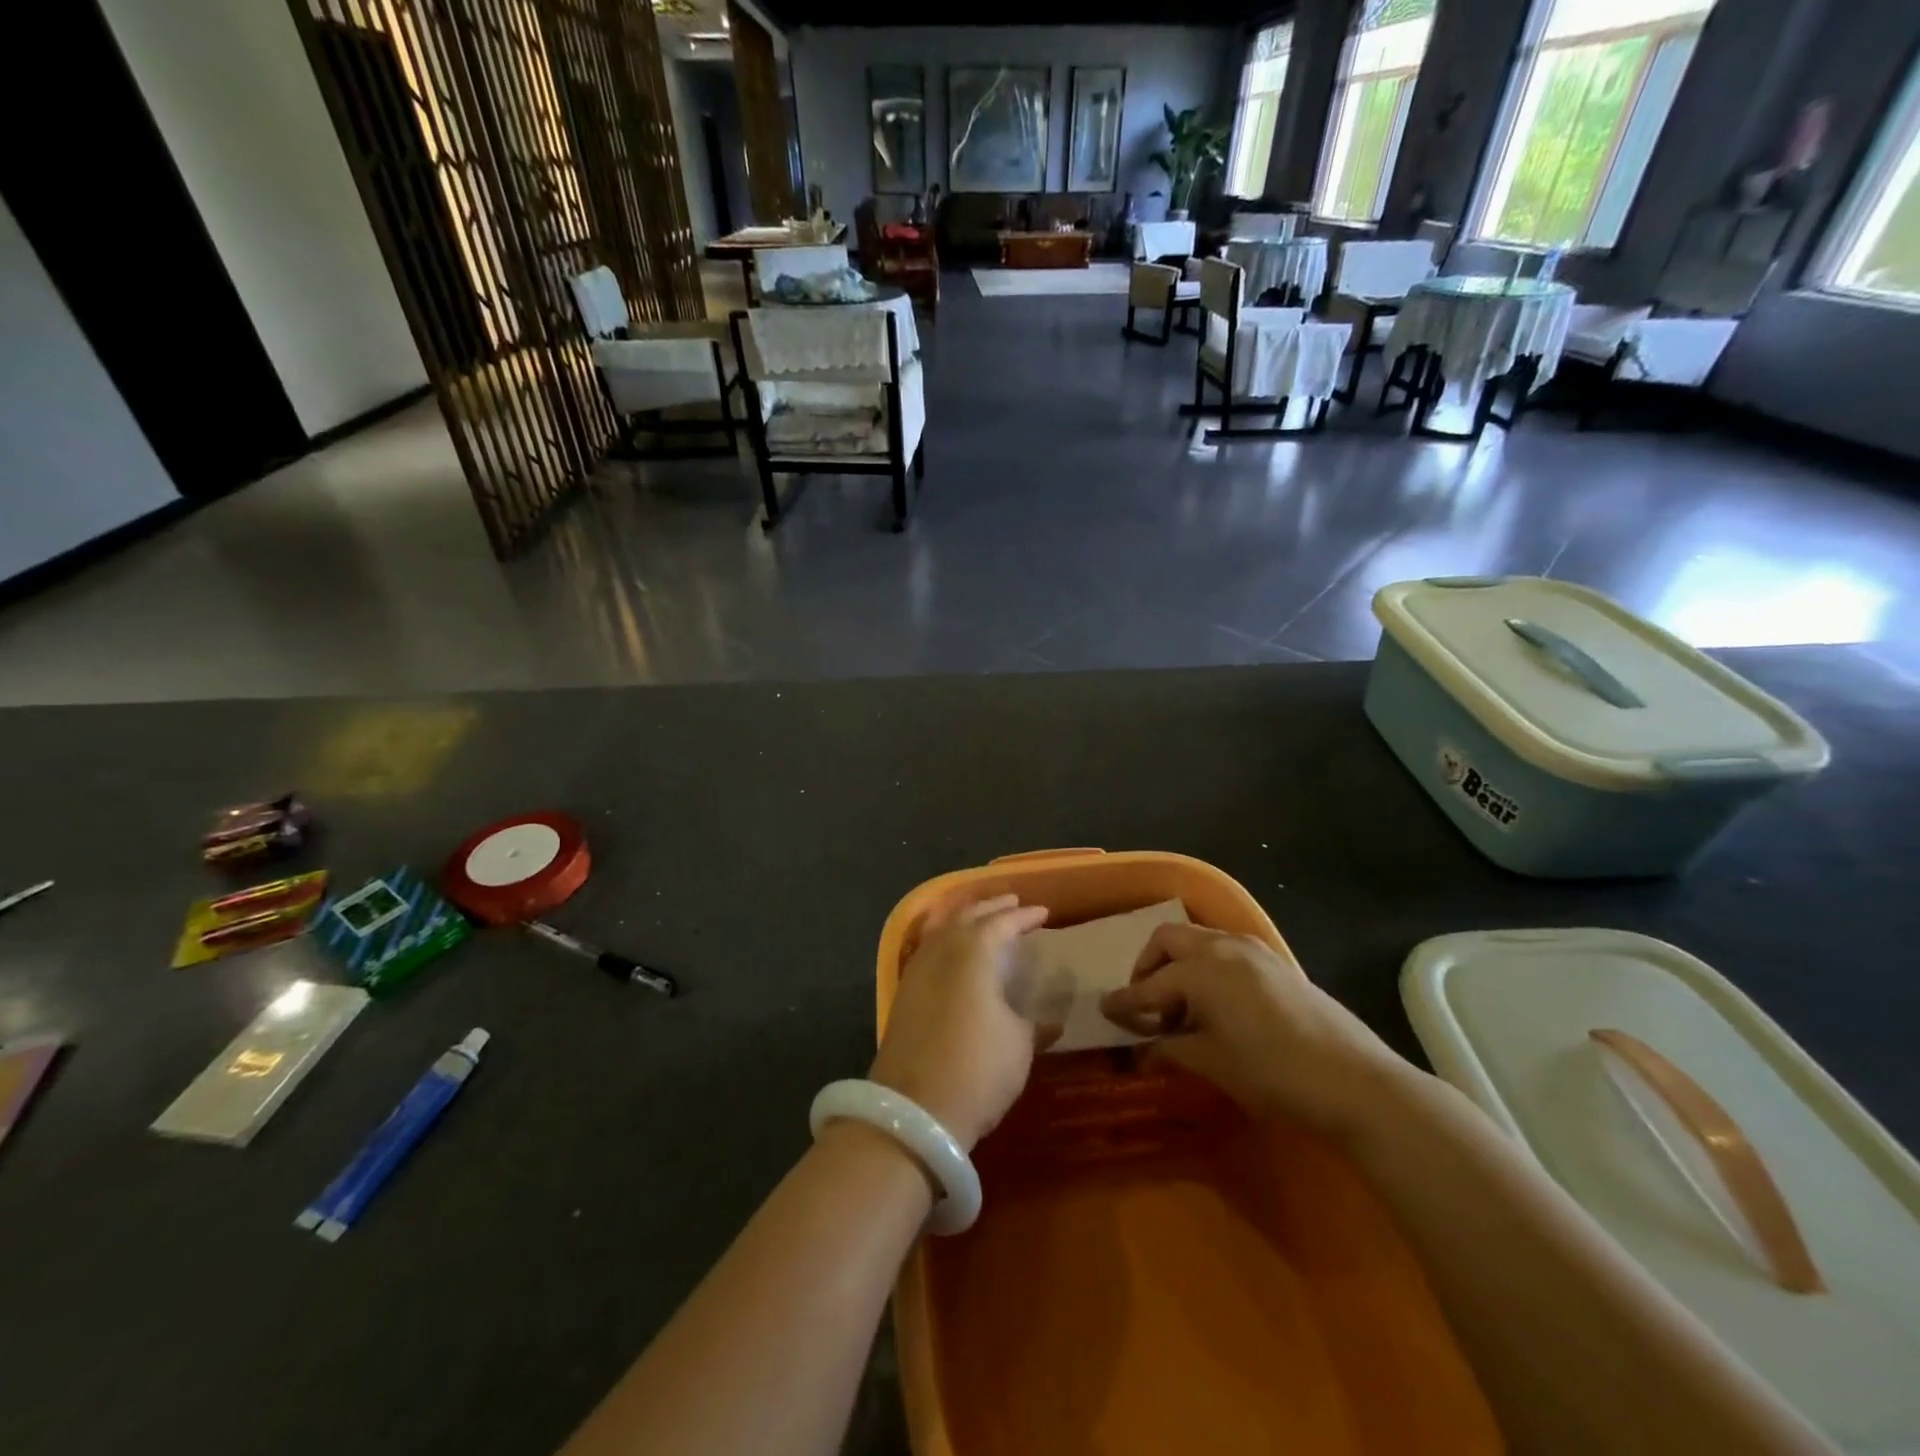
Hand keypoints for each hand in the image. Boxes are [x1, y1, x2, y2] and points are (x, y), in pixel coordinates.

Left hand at [868, 895, 1051, 1150]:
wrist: (913, 1111)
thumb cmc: (977, 1070)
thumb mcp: (1018, 1045)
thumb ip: (1032, 1023)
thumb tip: (1048, 1020)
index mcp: (973, 951)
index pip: (1002, 922)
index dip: (1024, 917)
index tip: (1043, 913)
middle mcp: (941, 950)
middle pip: (967, 916)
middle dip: (992, 907)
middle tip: (1013, 903)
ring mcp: (917, 970)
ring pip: (941, 928)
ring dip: (964, 918)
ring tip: (982, 917)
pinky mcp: (903, 993)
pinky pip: (927, 948)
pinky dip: (943, 938)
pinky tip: (951, 949)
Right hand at [1099, 923, 1405, 1138]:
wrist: (1356, 1083)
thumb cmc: (1273, 1074)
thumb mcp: (1213, 1064)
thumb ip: (1170, 1049)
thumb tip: (1140, 1051)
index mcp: (1202, 970)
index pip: (1150, 985)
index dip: (1126, 1002)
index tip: (1106, 1012)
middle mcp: (1224, 947)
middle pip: (1169, 940)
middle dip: (1148, 967)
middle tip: (1146, 1003)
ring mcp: (1254, 951)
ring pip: (1200, 940)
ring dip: (1180, 965)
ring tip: (1182, 1008)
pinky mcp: (1277, 963)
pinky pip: (1227, 951)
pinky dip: (1208, 967)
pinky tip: (1217, 1004)